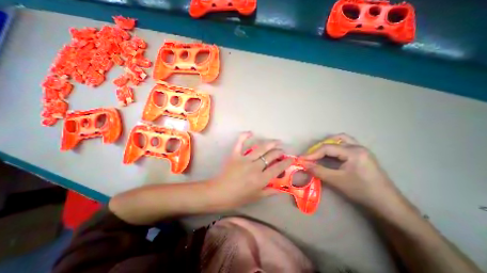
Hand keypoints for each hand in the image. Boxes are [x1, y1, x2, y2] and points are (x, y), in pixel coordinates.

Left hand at [210, 131, 292, 208]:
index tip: (291, 159)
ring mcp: (244, 159)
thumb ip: (270, 191)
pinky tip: (251, 132)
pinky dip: (244, 136)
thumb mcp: (256, 197)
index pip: (278, 168)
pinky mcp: (235, 155)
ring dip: (270, 143)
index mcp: (261, 179)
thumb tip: (282, 189)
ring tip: (276, 141)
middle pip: (271, 156)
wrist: (219, 193)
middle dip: (279, 152)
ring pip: (260, 148)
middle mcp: (255, 167)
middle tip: (282, 151)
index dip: (286, 162)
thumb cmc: (238, 197)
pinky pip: (240, 143)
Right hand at [303, 134, 401, 211]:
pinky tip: (330, 154)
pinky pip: (345, 145)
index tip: (301, 159)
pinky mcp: (361, 155)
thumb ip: (318, 170)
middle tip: (310, 156)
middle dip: (319, 147)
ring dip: (328, 144)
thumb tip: (303, 164)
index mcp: (353, 152)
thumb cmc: (362, 191)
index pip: (327, 148)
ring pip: (341, 140)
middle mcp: (358, 147)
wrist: (387, 204)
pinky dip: (335, 147)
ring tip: (319, 152)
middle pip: (333, 140)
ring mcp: (361, 150)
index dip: (312, 153)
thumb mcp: (337, 180)